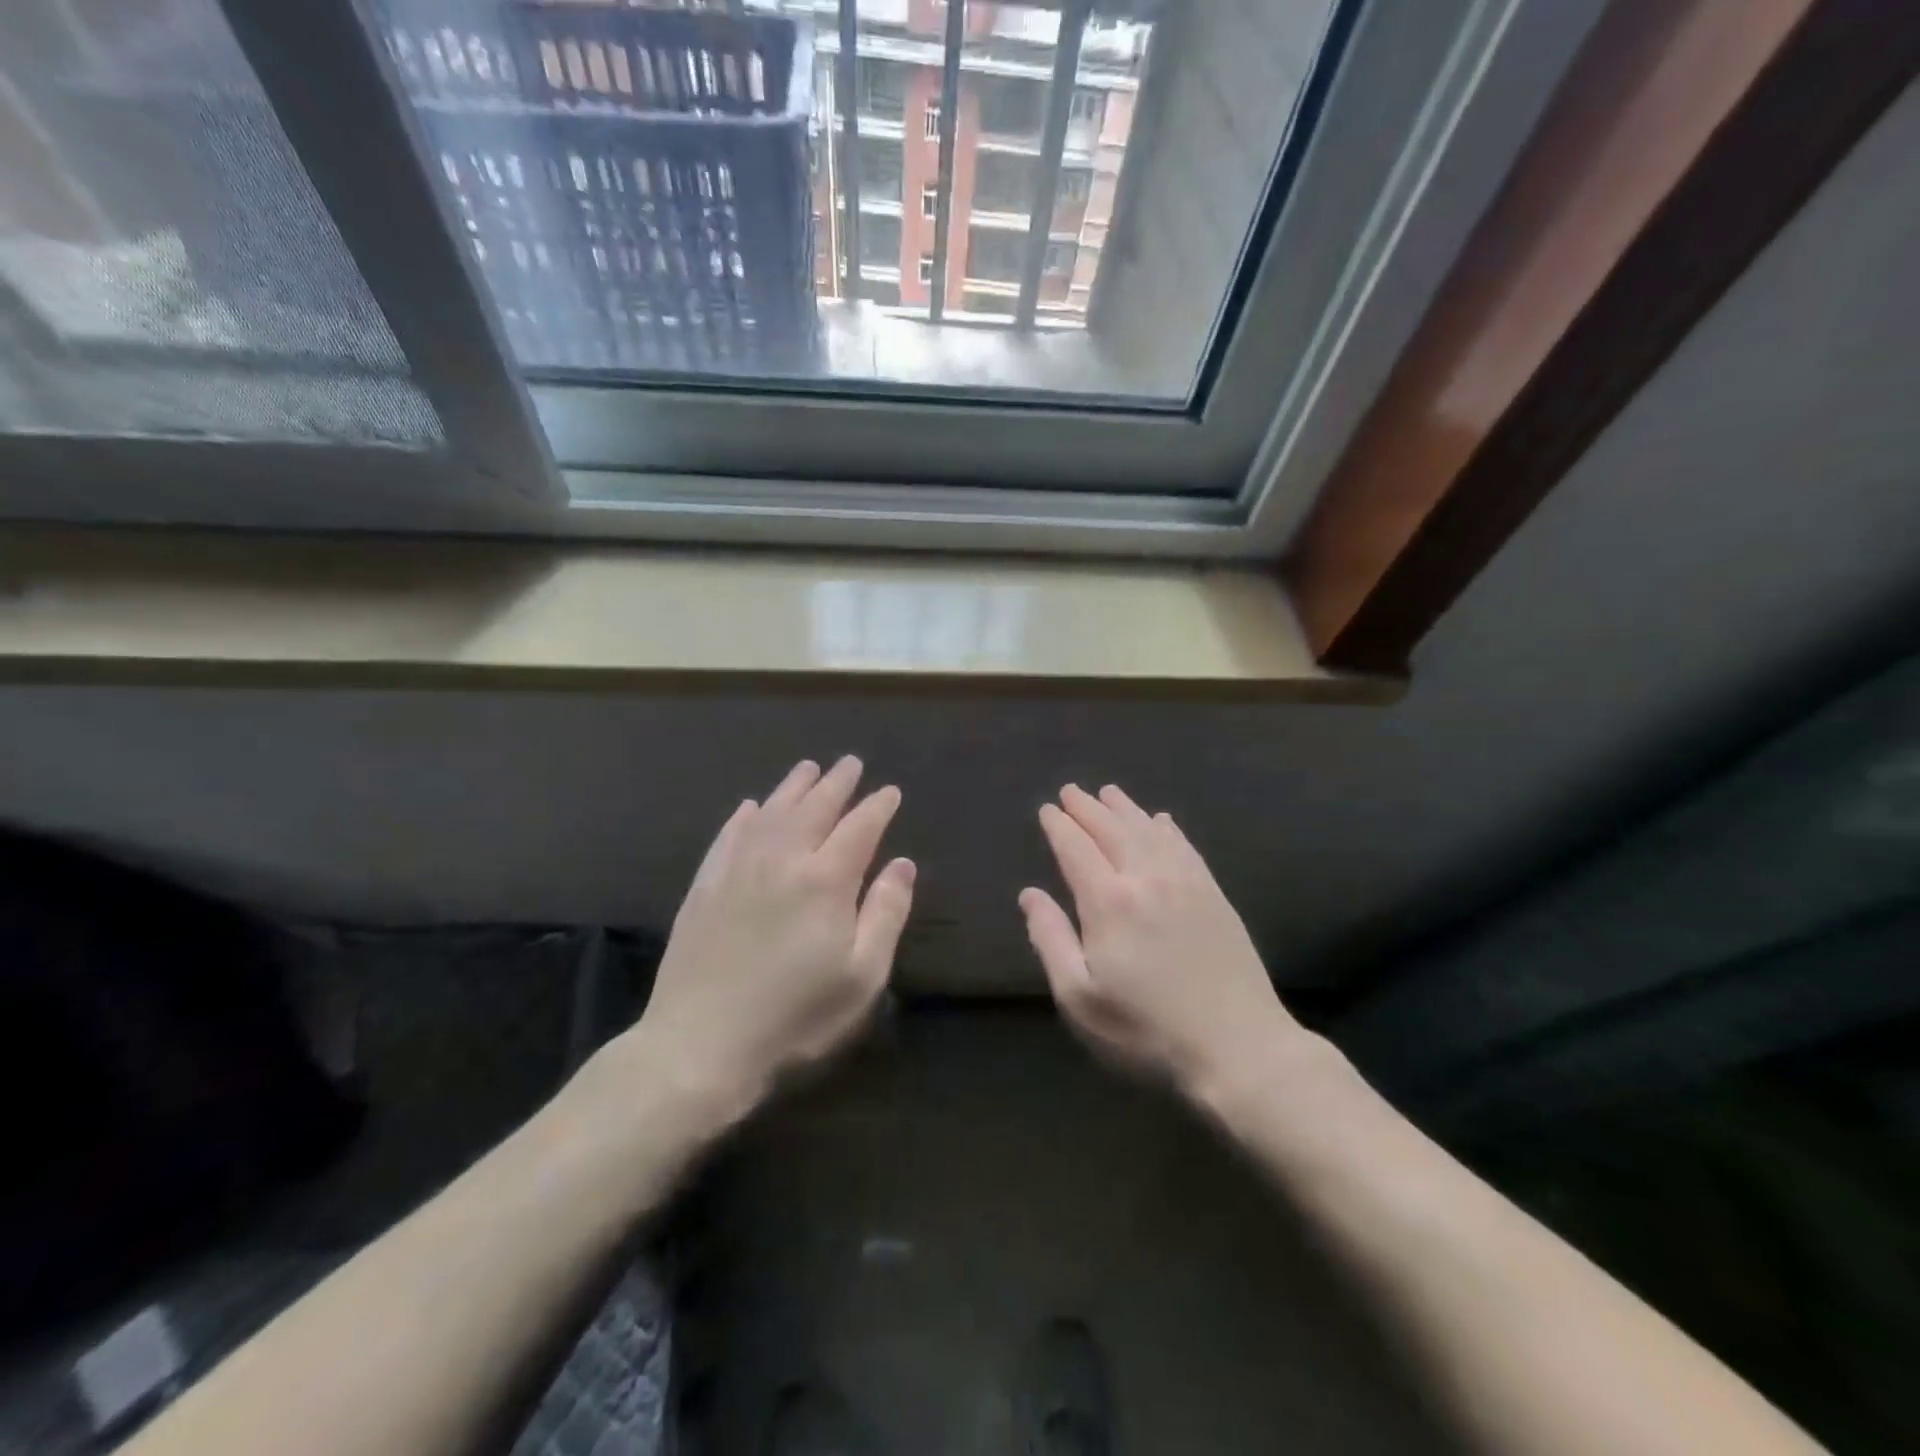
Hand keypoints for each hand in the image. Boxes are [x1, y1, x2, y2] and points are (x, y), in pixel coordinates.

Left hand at [628, 757, 914, 1122]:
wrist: (700, 1044)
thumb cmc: (795, 1016)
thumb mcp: (861, 976)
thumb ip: (886, 913)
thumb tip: (903, 864)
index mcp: (826, 880)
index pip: (859, 828)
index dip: (877, 807)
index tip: (889, 791)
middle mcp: (782, 860)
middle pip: (815, 808)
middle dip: (837, 783)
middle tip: (850, 763)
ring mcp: (737, 870)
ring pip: (771, 812)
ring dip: (793, 787)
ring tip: (807, 768)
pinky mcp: (705, 887)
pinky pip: (728, 836)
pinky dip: (744, 817)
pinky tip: (749, 808)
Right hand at [1021, 784, 1303, 1101]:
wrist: (1238, 1047)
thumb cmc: (1146, 1030)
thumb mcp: (1081, 997)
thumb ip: (1051, 939)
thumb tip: (1030, 894)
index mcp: (1108, 902)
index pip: (1076, 849)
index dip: (1060, 827)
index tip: (1048, 810)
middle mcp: (1146, 879)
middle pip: (1112, 830)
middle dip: (1088, 808)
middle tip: (1071, 791)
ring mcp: (1185, 883)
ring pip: (1149, 831)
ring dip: (1125, 809)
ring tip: (1109, 792)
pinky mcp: (1214, 895)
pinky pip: (1185, 847)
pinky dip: (1167, 829)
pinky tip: (1162, 821)